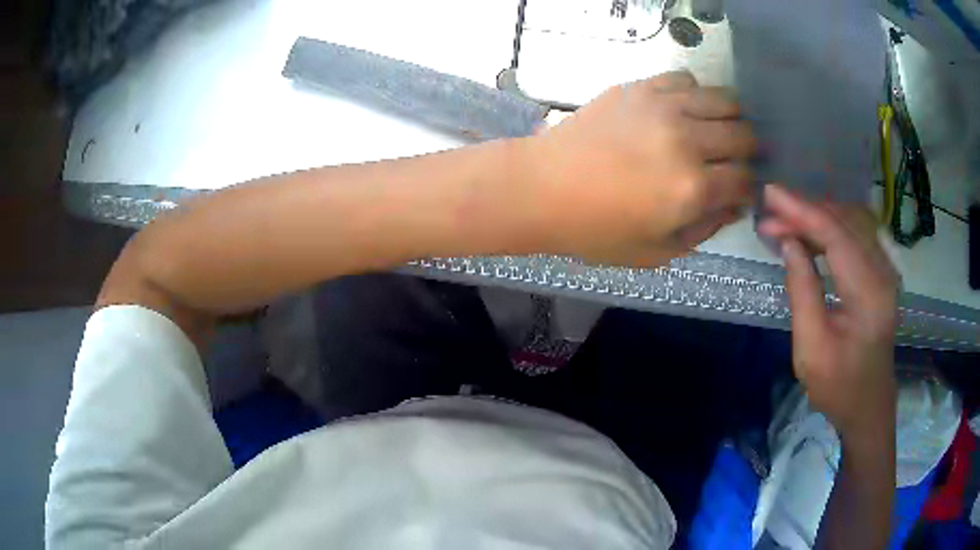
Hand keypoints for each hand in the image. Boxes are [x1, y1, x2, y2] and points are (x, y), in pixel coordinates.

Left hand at [523, 71, 756, 265]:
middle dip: (748, 151)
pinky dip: (695, 93)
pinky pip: (684, 78)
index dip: (750, 188)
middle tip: (735, 160)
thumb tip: (733, 206)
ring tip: (718, 130)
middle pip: (743, 135)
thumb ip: (703, 230)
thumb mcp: (655, 251)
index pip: (745, 180)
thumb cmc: (595, 229)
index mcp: (692, 189)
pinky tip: (684, 109)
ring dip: (730, 117)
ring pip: (723, 100)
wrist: (542, 187)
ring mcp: (663, 107)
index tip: (743, 190)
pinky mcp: (640, 88)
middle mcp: (687, 141)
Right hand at [759, 185, 897, 440]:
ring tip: (784, 222)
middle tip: (770, 214)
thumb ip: (802, 292)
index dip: (802, 210)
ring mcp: (885, 271)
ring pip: (851, 222)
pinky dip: (830, 228)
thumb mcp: (811, 349)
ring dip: (817, 216)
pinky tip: (810, 235)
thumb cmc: (839, 387)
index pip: (835, 235)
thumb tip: (788, 244)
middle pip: (844, 220)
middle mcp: (883, 272)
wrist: (869, 407)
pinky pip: (856, 235)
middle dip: (806, 210)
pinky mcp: (881, 274)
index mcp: (869, 293)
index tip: (769, 194)